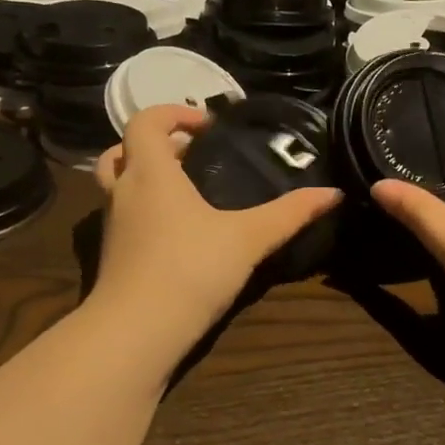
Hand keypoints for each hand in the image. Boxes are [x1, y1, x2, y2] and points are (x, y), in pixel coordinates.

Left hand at [90, 104, 342, 353]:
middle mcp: (123, 191)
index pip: (145, 121)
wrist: (137, 331)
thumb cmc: (190, 269)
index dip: (173, 113)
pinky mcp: (111, 255)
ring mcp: (111, 225)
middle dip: (156, 145)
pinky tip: (177, 232)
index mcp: (151, 172)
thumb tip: (333, 193)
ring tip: (185, 190)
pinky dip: (143, 210)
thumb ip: (289, 214)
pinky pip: (122, 216)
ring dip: (144, 176)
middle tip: (193, 156)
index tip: (207, 126)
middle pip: (123, 149)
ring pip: (117, 184)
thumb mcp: (247, 238)